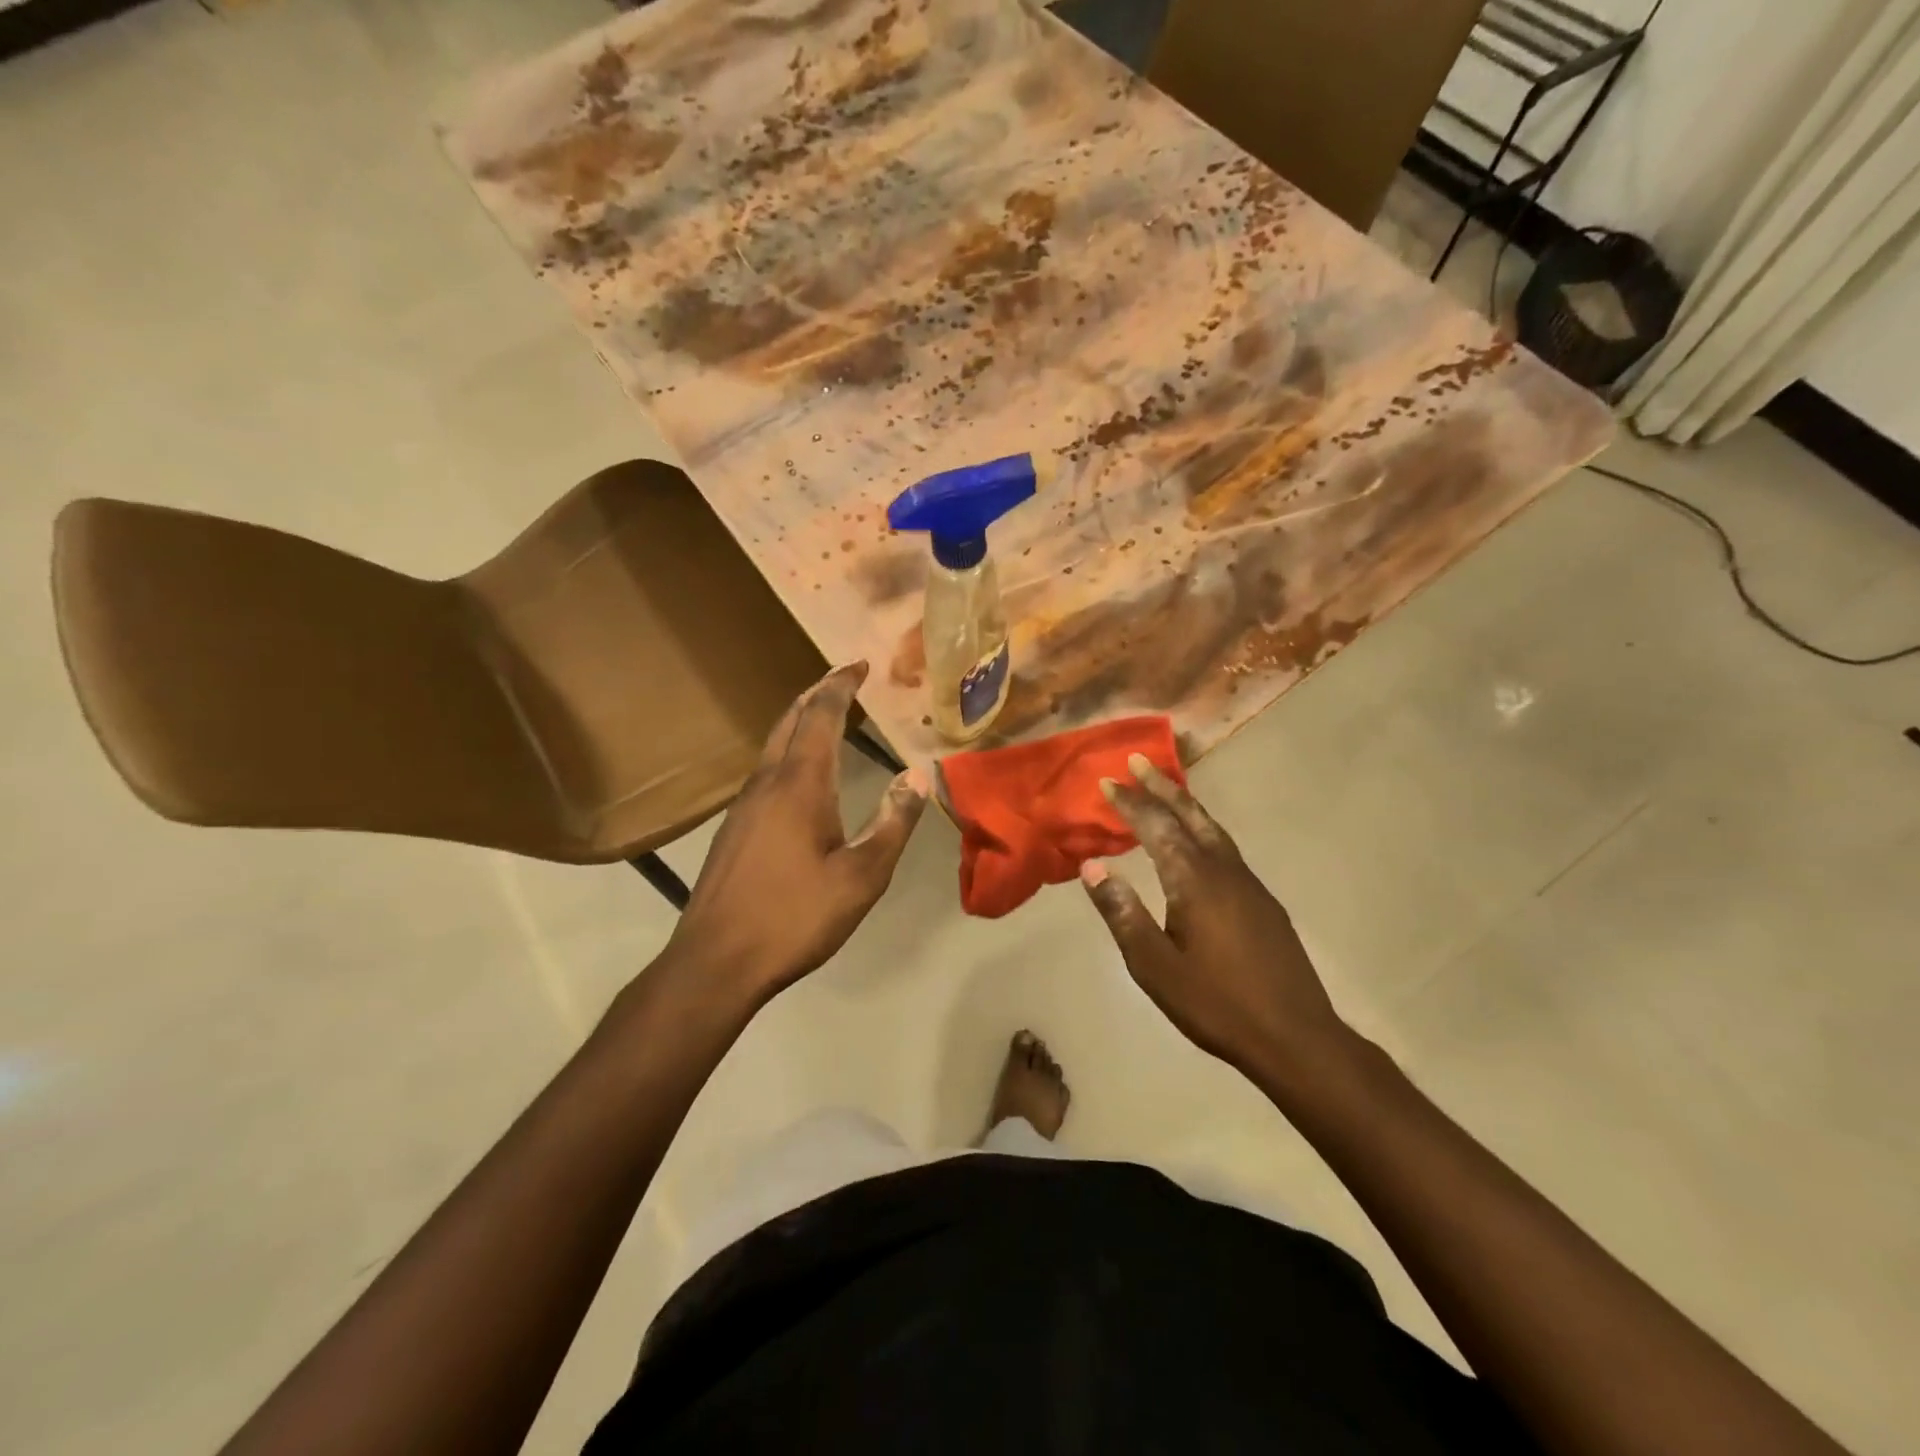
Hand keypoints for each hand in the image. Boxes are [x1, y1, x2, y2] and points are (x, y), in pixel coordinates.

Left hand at [663, 662, 928, 1004]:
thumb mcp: (861, 877)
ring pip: (773, 745)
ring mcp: (743, 805)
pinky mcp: (733, 828)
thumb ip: (893, 823)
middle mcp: (766, 782)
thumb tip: (918, 776)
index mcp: (799, 784)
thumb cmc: (795, 917)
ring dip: (800, 722)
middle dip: (817, 694)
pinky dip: (789, 752)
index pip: (821, 715)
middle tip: (844, 680)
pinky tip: (800, 776)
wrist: (716, 961)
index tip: (859, 664)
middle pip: (790, 720)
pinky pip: (765, 770)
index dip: (841, 685)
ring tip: (827, 718)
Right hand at [1080, 755, 1348, 1085]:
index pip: (1155, 827)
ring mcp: (1248, 884)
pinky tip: (1197, 842)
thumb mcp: (1154, 966)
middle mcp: (1223, 869)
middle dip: (1161, 786)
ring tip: (1165, 788)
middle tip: (1138, 760)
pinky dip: (1202, 828)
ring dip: (1184, 803)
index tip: (1108, 780)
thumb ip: (1122, 913)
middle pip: (1189, 815)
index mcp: (1193, 880)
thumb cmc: (1216, 1003)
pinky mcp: (1262, 901)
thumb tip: (1092, 866)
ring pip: (1212, 828)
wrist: (1296, 1037)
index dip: (1130, 803)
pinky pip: (1224, 847)